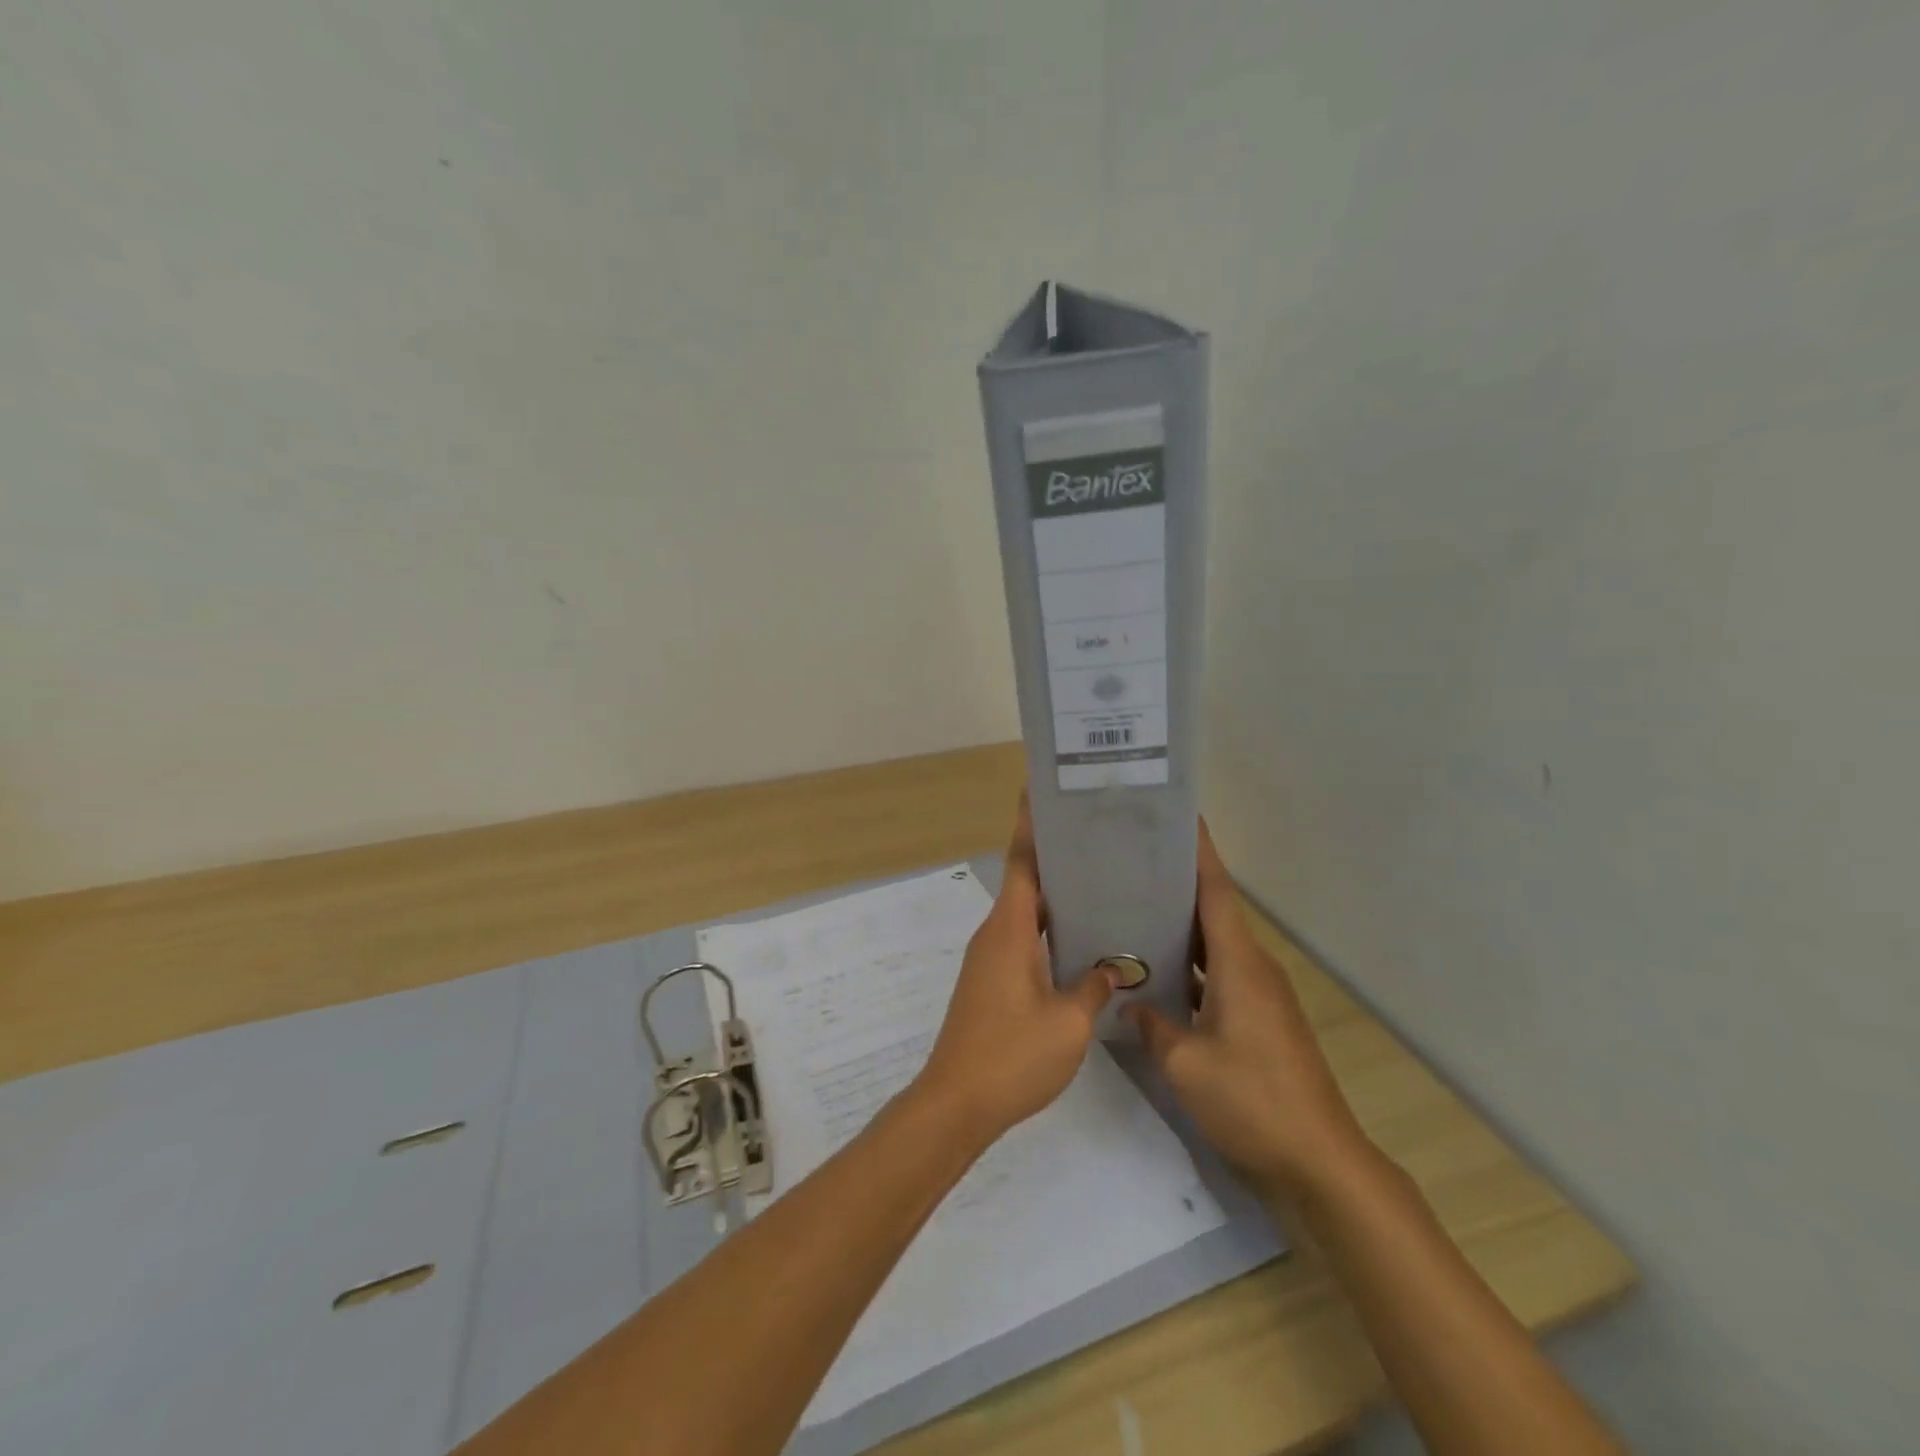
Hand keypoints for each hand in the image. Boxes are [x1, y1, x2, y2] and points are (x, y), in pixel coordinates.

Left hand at [914, 792, 1115, 1143]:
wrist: (957, 1104)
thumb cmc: (1011, 1056)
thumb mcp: (1068, 1022)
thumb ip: (1093, 986)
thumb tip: (1113, 965)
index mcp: (1008, 930)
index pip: (1020, 862)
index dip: (1030, 826)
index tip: (1042, 792)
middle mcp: (995, 934)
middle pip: (1025, 882)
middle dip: (1056, 858)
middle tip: (1098, 839)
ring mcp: (990, 959)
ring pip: (1026, 914)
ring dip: (1055, 898)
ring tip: (1100, 883)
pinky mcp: (992, 982)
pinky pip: (1023, 940)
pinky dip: (1049, 930)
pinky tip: (1081, 942)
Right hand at [1124, 821, 1370, 1202]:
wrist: (1318, 1162)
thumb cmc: (1252, 1100)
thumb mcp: (1185, 1064)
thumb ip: (1151, 1024)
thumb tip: (1128, 1001)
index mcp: (1239, 963)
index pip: (1216, 891)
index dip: (1199, 852)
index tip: (1180, 816)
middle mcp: (1253, 968)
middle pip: (1213, 911)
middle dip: (1177, 883)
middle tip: (1132, 862)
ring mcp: (1259, 996)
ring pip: (1214, 946)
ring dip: (1181, 927)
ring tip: (1135, 908)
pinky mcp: (1259, 1021)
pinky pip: (1218, 975)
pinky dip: (1190, 966)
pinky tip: (1158, 974)